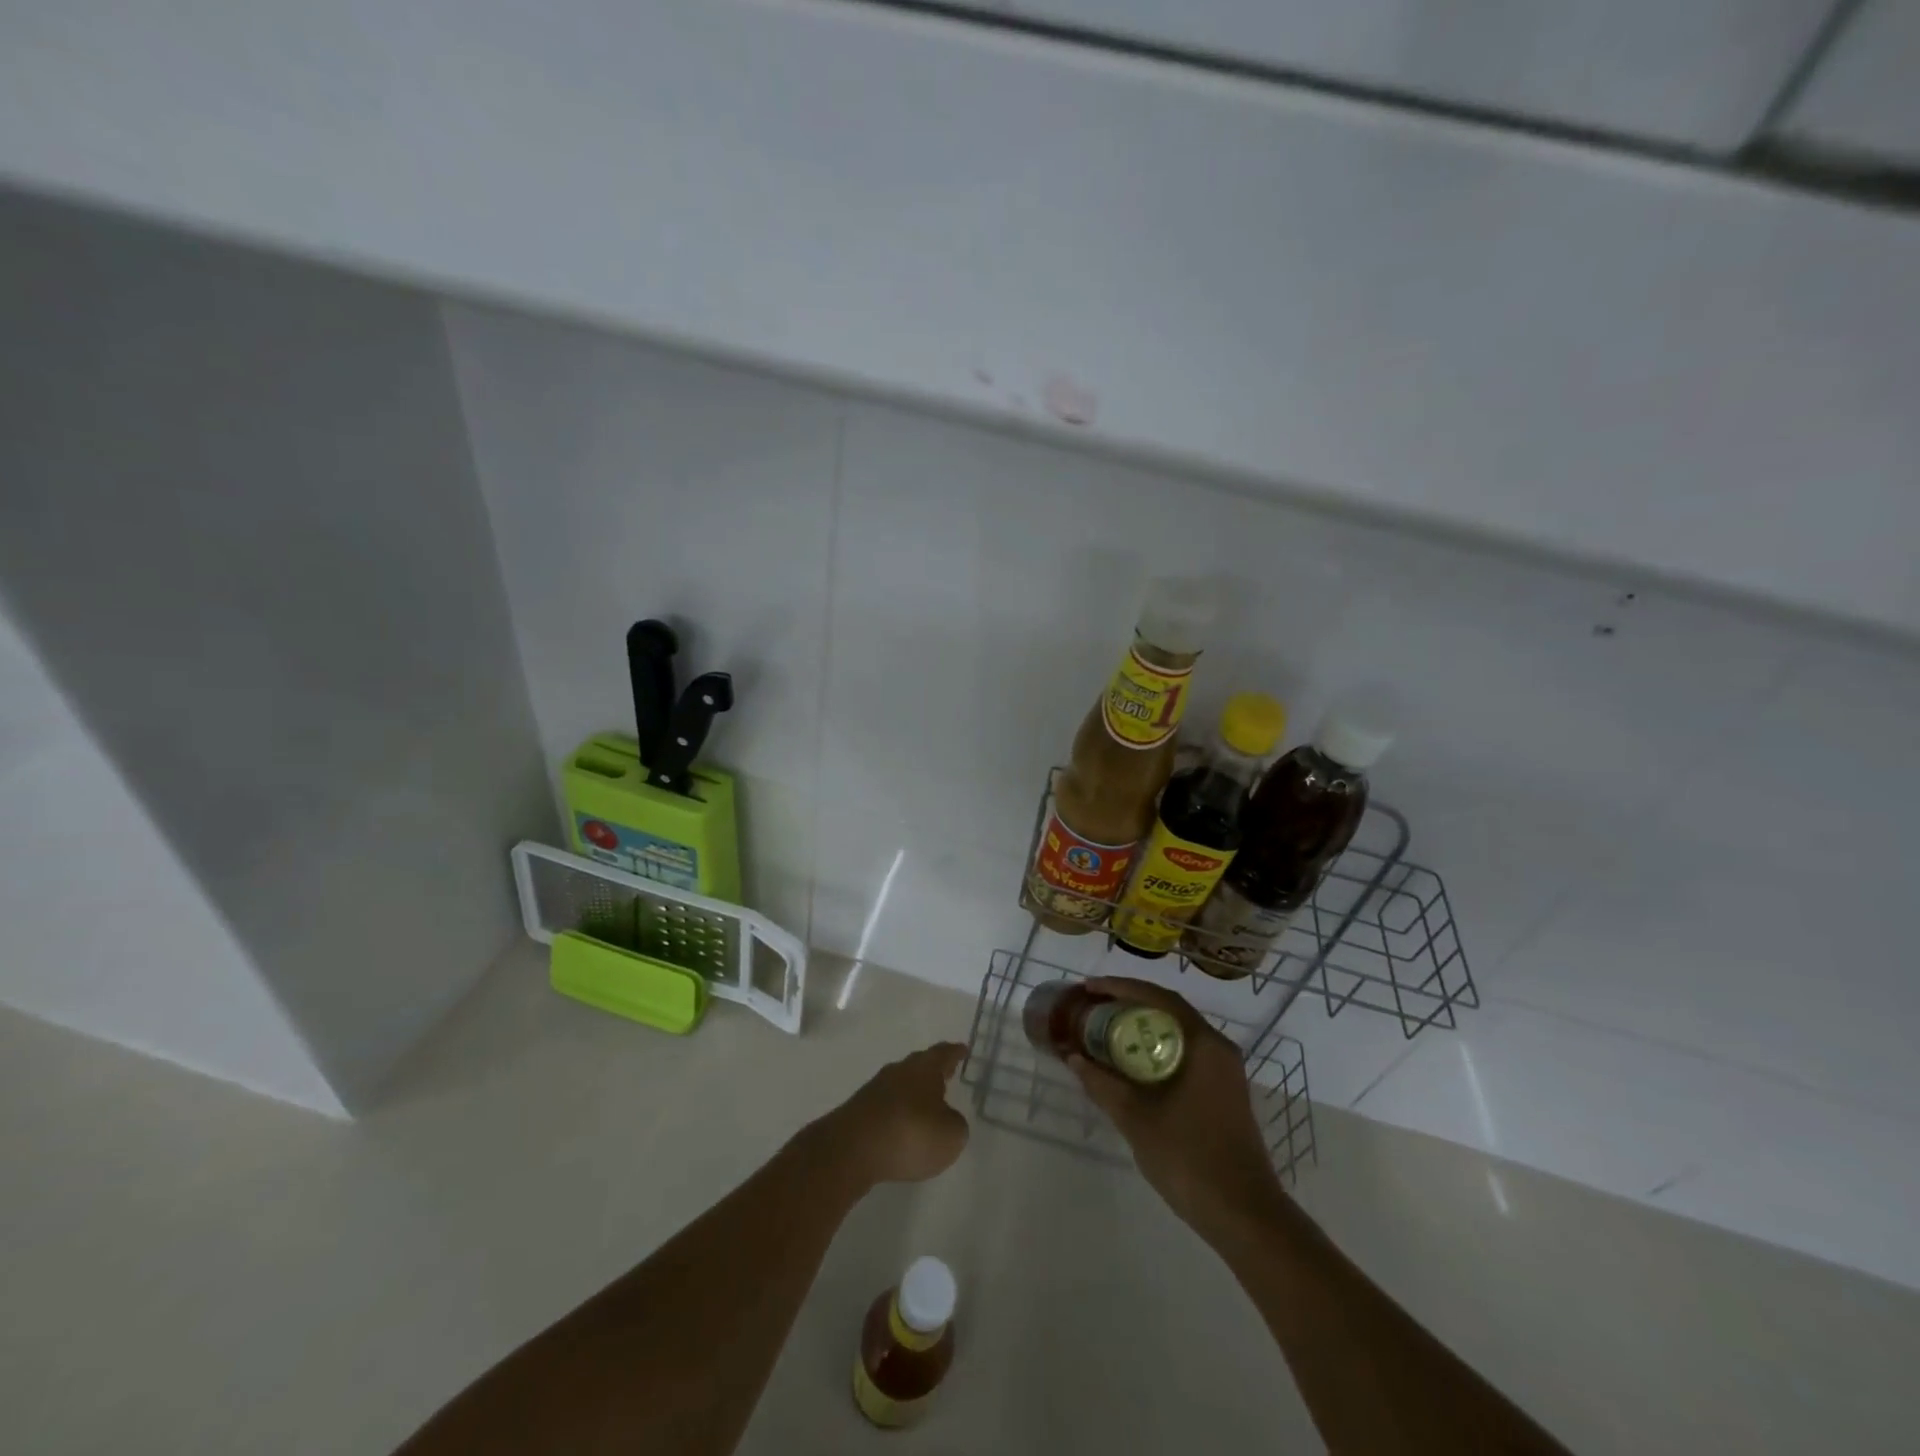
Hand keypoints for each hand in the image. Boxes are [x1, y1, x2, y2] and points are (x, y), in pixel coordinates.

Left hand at [819, 1042, 970, 1187]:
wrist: (852, 1149)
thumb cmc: (911, 1134)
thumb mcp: (950, 1135)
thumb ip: (955, 1124)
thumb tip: (947, 1118)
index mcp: (925, 1068)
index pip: (944, 1053)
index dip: (955, 1052)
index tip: (962, 1049)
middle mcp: (900, 1070)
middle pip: (920, 1064)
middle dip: (934, 1070)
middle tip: (947, 1073)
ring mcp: (876, 1088)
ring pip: (902, 1083)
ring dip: (914, 1091)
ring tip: (926, 1103)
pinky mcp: (859, 1109)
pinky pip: (886, 1105)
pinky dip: (898, 1111)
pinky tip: (902, 1125)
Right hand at [1067, 978, 1283, 1238]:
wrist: (1245, 1215)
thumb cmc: (1189, 1158)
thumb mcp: (1136, 1118)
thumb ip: (1102, 1084)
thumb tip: (1072, 1057)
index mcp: (1203, 1043)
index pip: (1159, 997)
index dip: (1120, 988)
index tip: (1089, 988)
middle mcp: (1218, 1048)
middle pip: (1168, 1010)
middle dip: (1129, 1004)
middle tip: (1093, 1006)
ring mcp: (1224, 1072)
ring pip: (1176, 1033)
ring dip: (1142, 1027)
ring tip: (1105, 1029)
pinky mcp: (1223, 1092)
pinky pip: (1184, 1053)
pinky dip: (1155, 1049)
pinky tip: (1130, 1064)